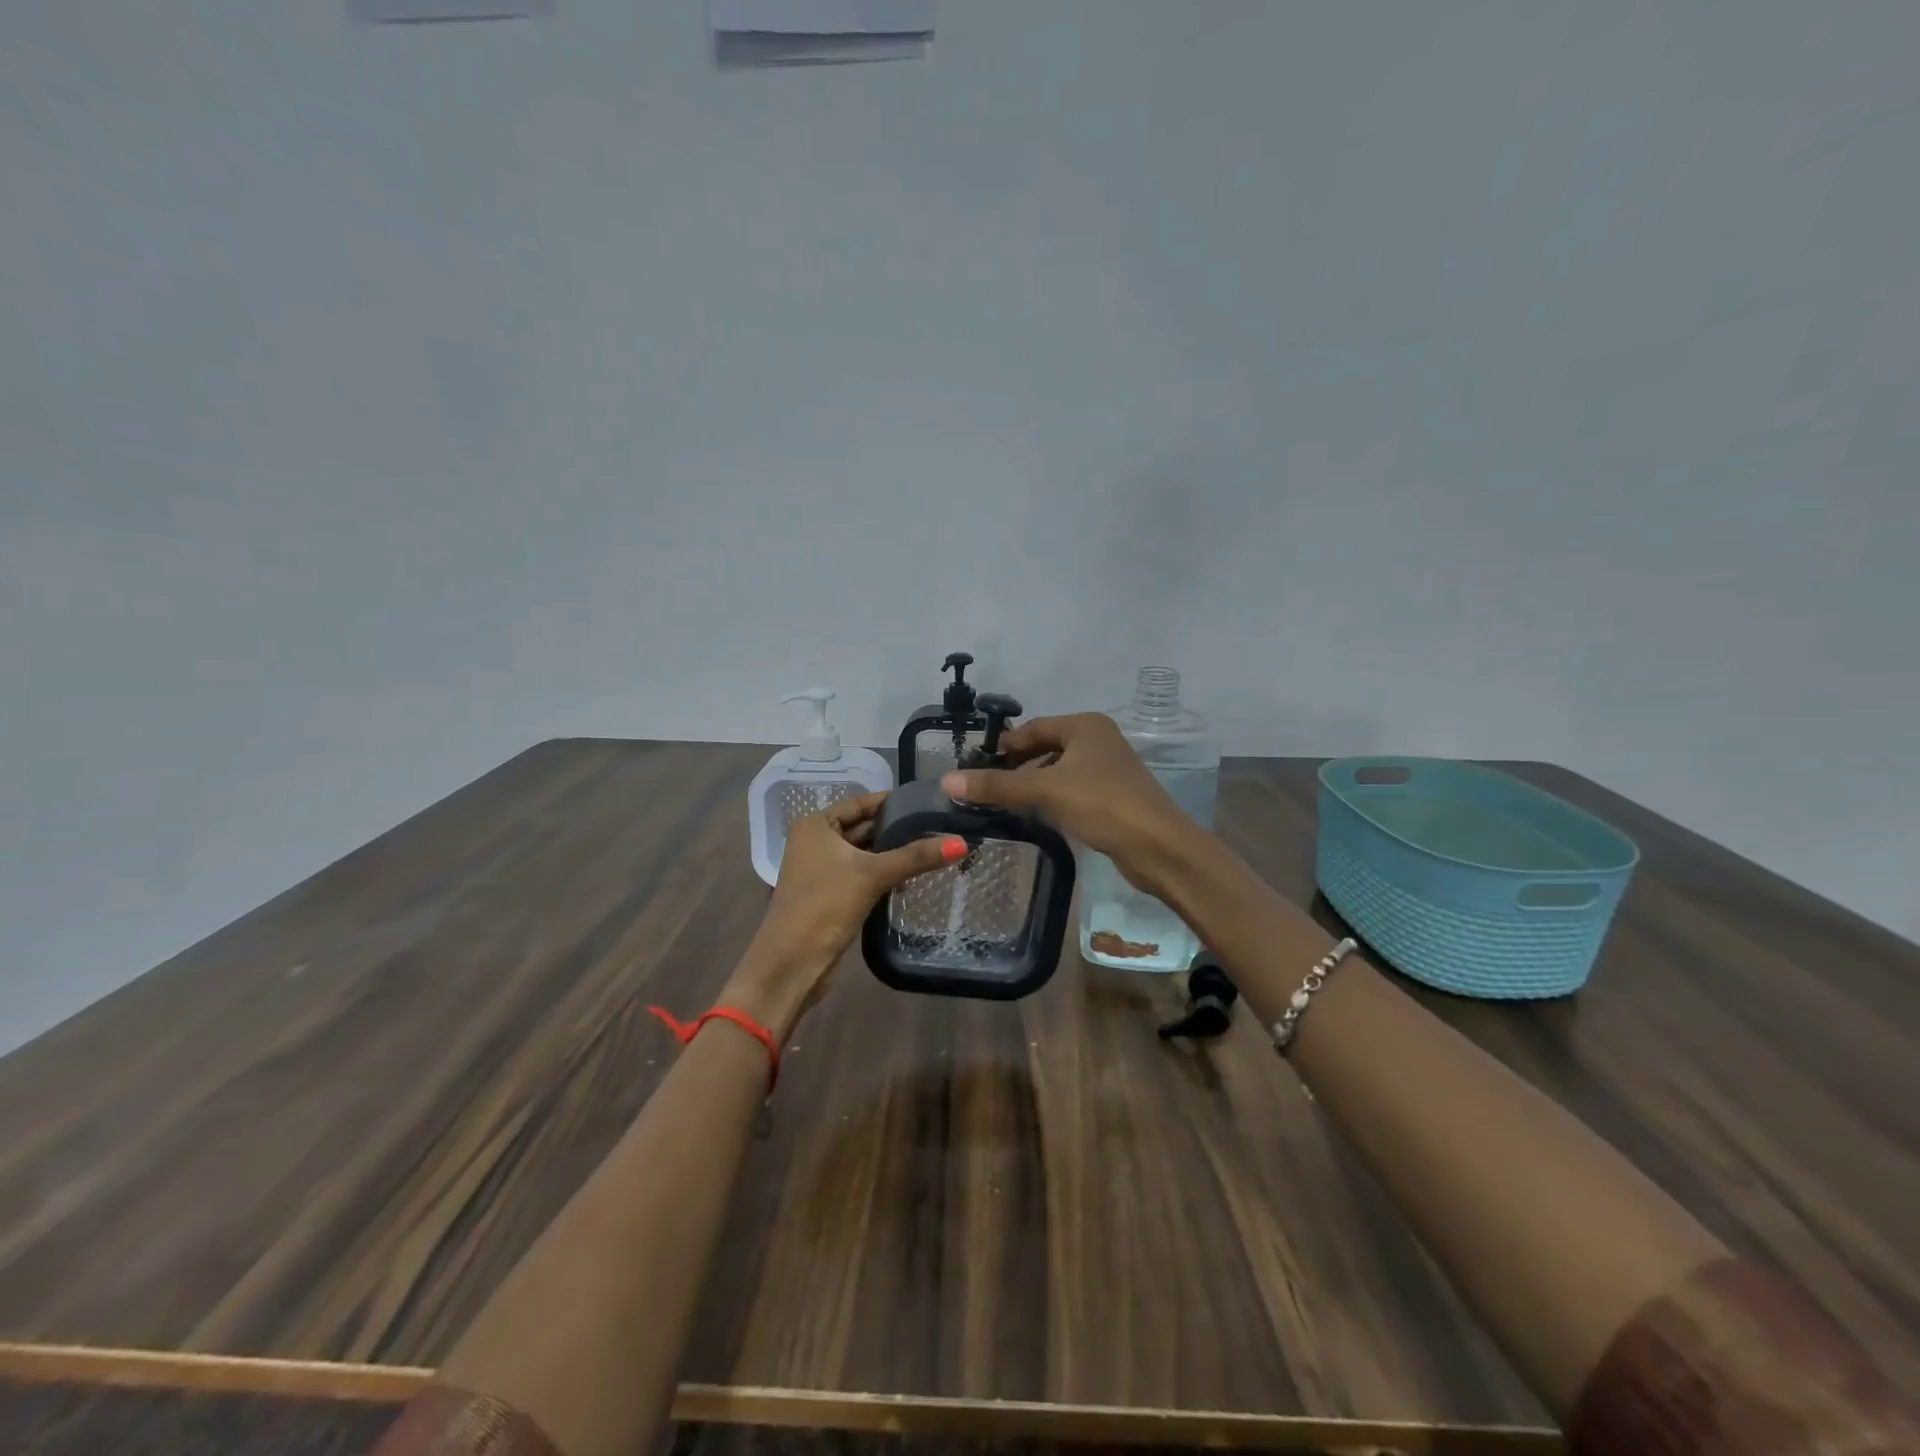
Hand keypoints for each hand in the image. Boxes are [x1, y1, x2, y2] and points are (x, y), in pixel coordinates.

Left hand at [726, 792, 965, 1038]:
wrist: (791, 964)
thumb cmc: (824, 907)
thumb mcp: (872, 875)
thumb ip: (916, 857)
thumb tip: (962, 843)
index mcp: (816, 825)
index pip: (862, 803)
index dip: (895, 803)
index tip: (931, 803)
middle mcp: (815, 841)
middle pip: (865, 828)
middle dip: (898, 831)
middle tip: (940, 828)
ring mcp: (821, 869)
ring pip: (865, 853)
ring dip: (893, 855)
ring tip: (934, 850)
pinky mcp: (830, 894)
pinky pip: (862, 874)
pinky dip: (883, 874)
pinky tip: (911, 879)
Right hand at [940, 713, 1194, 895]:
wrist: (1159, 847)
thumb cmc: (1103, 804)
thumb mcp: (1045, 790)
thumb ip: (997, 785)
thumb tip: (947, 780)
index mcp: (1085, 726)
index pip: (1032, 728)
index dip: (1003, 746)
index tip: (974, 767)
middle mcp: (1098, 739)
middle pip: (1045, 747)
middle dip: (1016, 766)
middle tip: (984, 787)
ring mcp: (1108, 768)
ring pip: (1058, 770)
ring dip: (1032, 783)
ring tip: (1003, 803)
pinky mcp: (1112, 796)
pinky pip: (1071, 789)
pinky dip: (1051, 798)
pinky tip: (1035, 816)